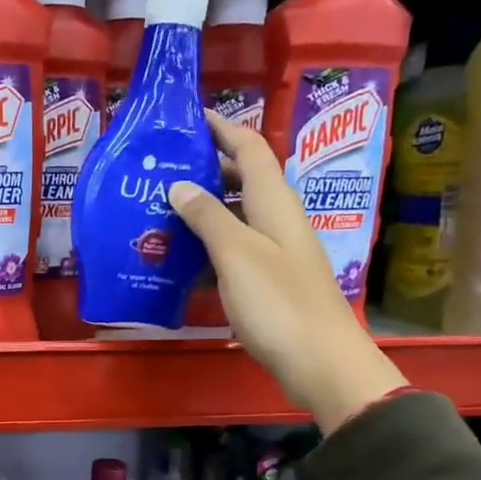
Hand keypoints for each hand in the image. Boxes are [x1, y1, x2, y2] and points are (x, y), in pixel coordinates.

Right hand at [169, 113, 405, 433]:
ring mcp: (275, 252)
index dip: (223, 128)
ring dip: (203, 208)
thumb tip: (180, 185)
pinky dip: (207, 245)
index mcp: (276, 203)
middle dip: (207, 167)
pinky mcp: (269, 281)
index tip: (190, 118)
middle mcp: (278, 220)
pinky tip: (180, 258)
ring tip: (160, 209)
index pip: (250, 149)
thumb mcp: (237, 254)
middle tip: (162, 168)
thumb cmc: (278, 302)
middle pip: (244, 180)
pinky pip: (233, 249)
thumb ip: (208, 217)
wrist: (320, 362)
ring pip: (236, 216)